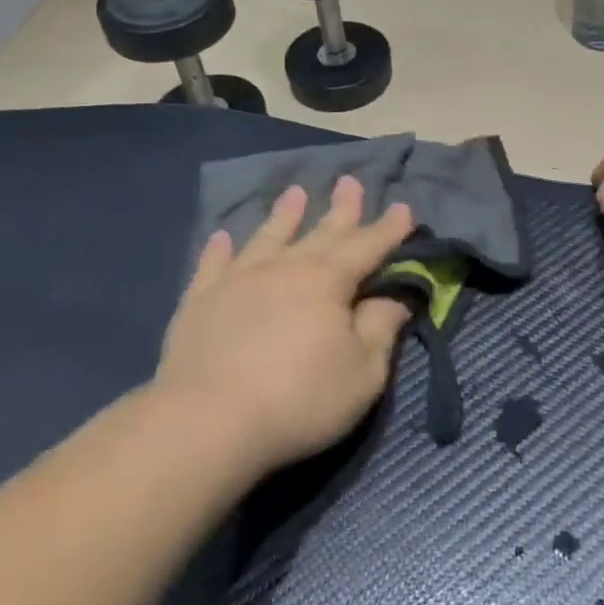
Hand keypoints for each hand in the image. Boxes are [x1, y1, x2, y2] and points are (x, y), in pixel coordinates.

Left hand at [155, 177, 415, 478]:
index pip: (366, 247)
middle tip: (350, 181)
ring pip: (267, 237)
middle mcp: (284, 268)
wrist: (208, 422)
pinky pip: (212, 265)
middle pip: (320, 233)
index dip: (388, 229)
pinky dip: (219, 249)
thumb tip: (395, 297)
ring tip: (295, 192)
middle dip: (341, 209)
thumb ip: (380, 330)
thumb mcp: (362, 373)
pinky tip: (222, 236)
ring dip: (284, 215)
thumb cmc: (299, 400)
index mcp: (327, 282)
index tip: (403, 208)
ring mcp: (237, 280)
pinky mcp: (200, 302)